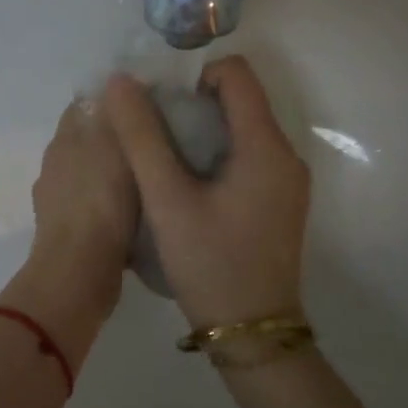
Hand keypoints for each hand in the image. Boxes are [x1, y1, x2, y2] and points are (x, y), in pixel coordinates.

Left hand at [14, 97, 136, 314]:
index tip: (148, 105)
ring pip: (93, 175)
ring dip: (117, 175)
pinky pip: (96, 208)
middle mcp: (56, 164)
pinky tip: (139, 214)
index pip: (86, 103)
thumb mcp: (117, 146)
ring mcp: (58, 201)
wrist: (79, 271)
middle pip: (90, 139)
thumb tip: (117, 82)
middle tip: (159, 141)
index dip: (115, 100)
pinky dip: (114, 206)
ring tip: (155, 177)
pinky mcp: (69, 233)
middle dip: (119, 138)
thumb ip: (117, 114)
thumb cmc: (102, 202)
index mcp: (65, 138)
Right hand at [103, 56, 310, 329]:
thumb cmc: (211, 264)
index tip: (160, 107)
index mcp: (266, 146)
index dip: (193, 76)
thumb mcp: (167, 199)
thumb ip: (142, 138)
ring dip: (201, 133)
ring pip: (241, 131)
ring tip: (164, 164)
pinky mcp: (280, 201)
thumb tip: (120, 82)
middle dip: (192, 106)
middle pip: (239, 101)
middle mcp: (286, 155)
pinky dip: (215, 157)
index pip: (236, 73)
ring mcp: (287, 181)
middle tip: (152, 136)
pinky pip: (247, 158)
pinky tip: (188, 188)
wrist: (252, 334)